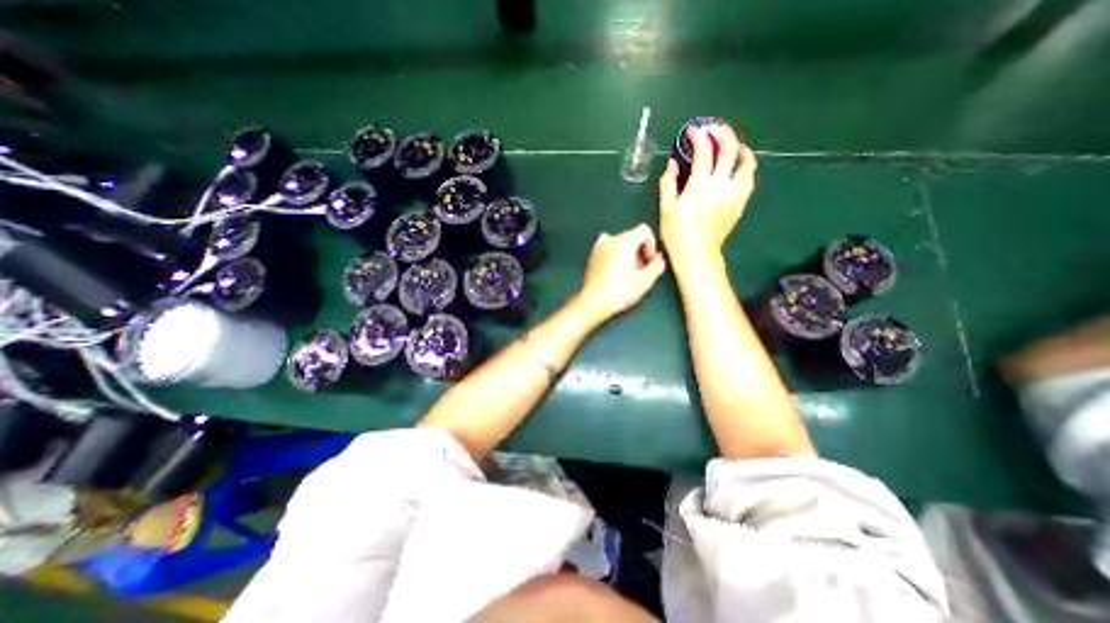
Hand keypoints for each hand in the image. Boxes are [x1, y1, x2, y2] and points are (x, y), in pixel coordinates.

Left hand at [572, 221, 665, 320]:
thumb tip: (659, 260)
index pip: (644, 230)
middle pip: (631, 237)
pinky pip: (608, 251)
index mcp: (624, 241)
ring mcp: (598, 248)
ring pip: (619, 244)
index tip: (650, 260)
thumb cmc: (617, 292)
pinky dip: (615, 258)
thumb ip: (657, 265)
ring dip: (627, 255)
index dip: (651, 245)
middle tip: (641, 271)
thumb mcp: (645, 280)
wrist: (593, 302)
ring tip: (629, 274)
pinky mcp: (591, 257)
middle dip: (640, 252)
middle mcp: (610, 240)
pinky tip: (616, 276)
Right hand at [663, 121, 760, 267]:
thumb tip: (672, 163)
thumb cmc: (677, 233)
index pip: (704, 151)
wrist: (696, 254)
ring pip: (746, 162)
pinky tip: (738, 167)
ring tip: (732, 145)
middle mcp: (721, 185)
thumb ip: (668, 183)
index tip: (692, 131)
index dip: (698, 136)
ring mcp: (734, 194)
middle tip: (714, 129)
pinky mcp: (740, 203)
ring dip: (740, 148)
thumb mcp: (666, 208)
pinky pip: (749, 178)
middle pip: (730, 149)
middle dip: (723, 133)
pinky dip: (745, 166)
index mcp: (700, 185)